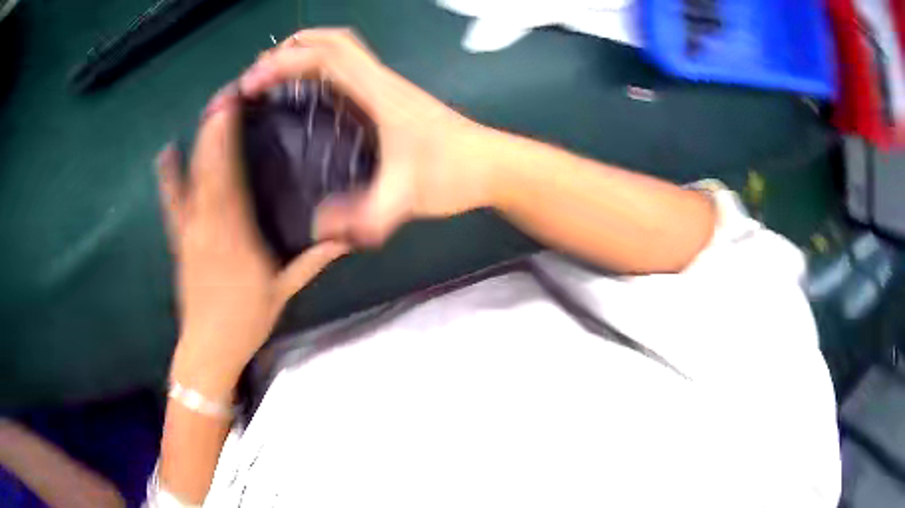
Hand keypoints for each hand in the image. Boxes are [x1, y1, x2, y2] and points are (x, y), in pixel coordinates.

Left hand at [156, 93, 349, 397]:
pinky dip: (168, 176)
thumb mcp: (283, 291)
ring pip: (190, 179)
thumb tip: (345, 238)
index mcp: (234, 234)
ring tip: (206, 112)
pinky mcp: (179, 240)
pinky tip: (166, 153)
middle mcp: (207, 225)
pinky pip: (172, 202)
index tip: (233, 107)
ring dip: (197, 143)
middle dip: (213, 128)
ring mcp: (189, 231)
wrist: (208, 349)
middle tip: (224, 94)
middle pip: (208, 168)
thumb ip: (312, 261)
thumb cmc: (245, 321)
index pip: (229, 176)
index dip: (227, 139)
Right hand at [239, 28, 497, 246]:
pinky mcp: (390, 100)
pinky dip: (319, 72)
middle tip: (259, 76)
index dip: (283, 64)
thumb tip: (317, 227)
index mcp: (378, 92)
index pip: (324, 57)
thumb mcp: (407, 197)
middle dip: (290, 50)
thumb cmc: (455, 173)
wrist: (493, 166)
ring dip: (304, 55)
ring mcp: (386, 88)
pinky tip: (307, 99)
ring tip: (274, 81)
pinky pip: (348, 71)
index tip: (252, 85)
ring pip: (341, 51)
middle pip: (332, 41)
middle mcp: (380, 81)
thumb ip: (366, 216)